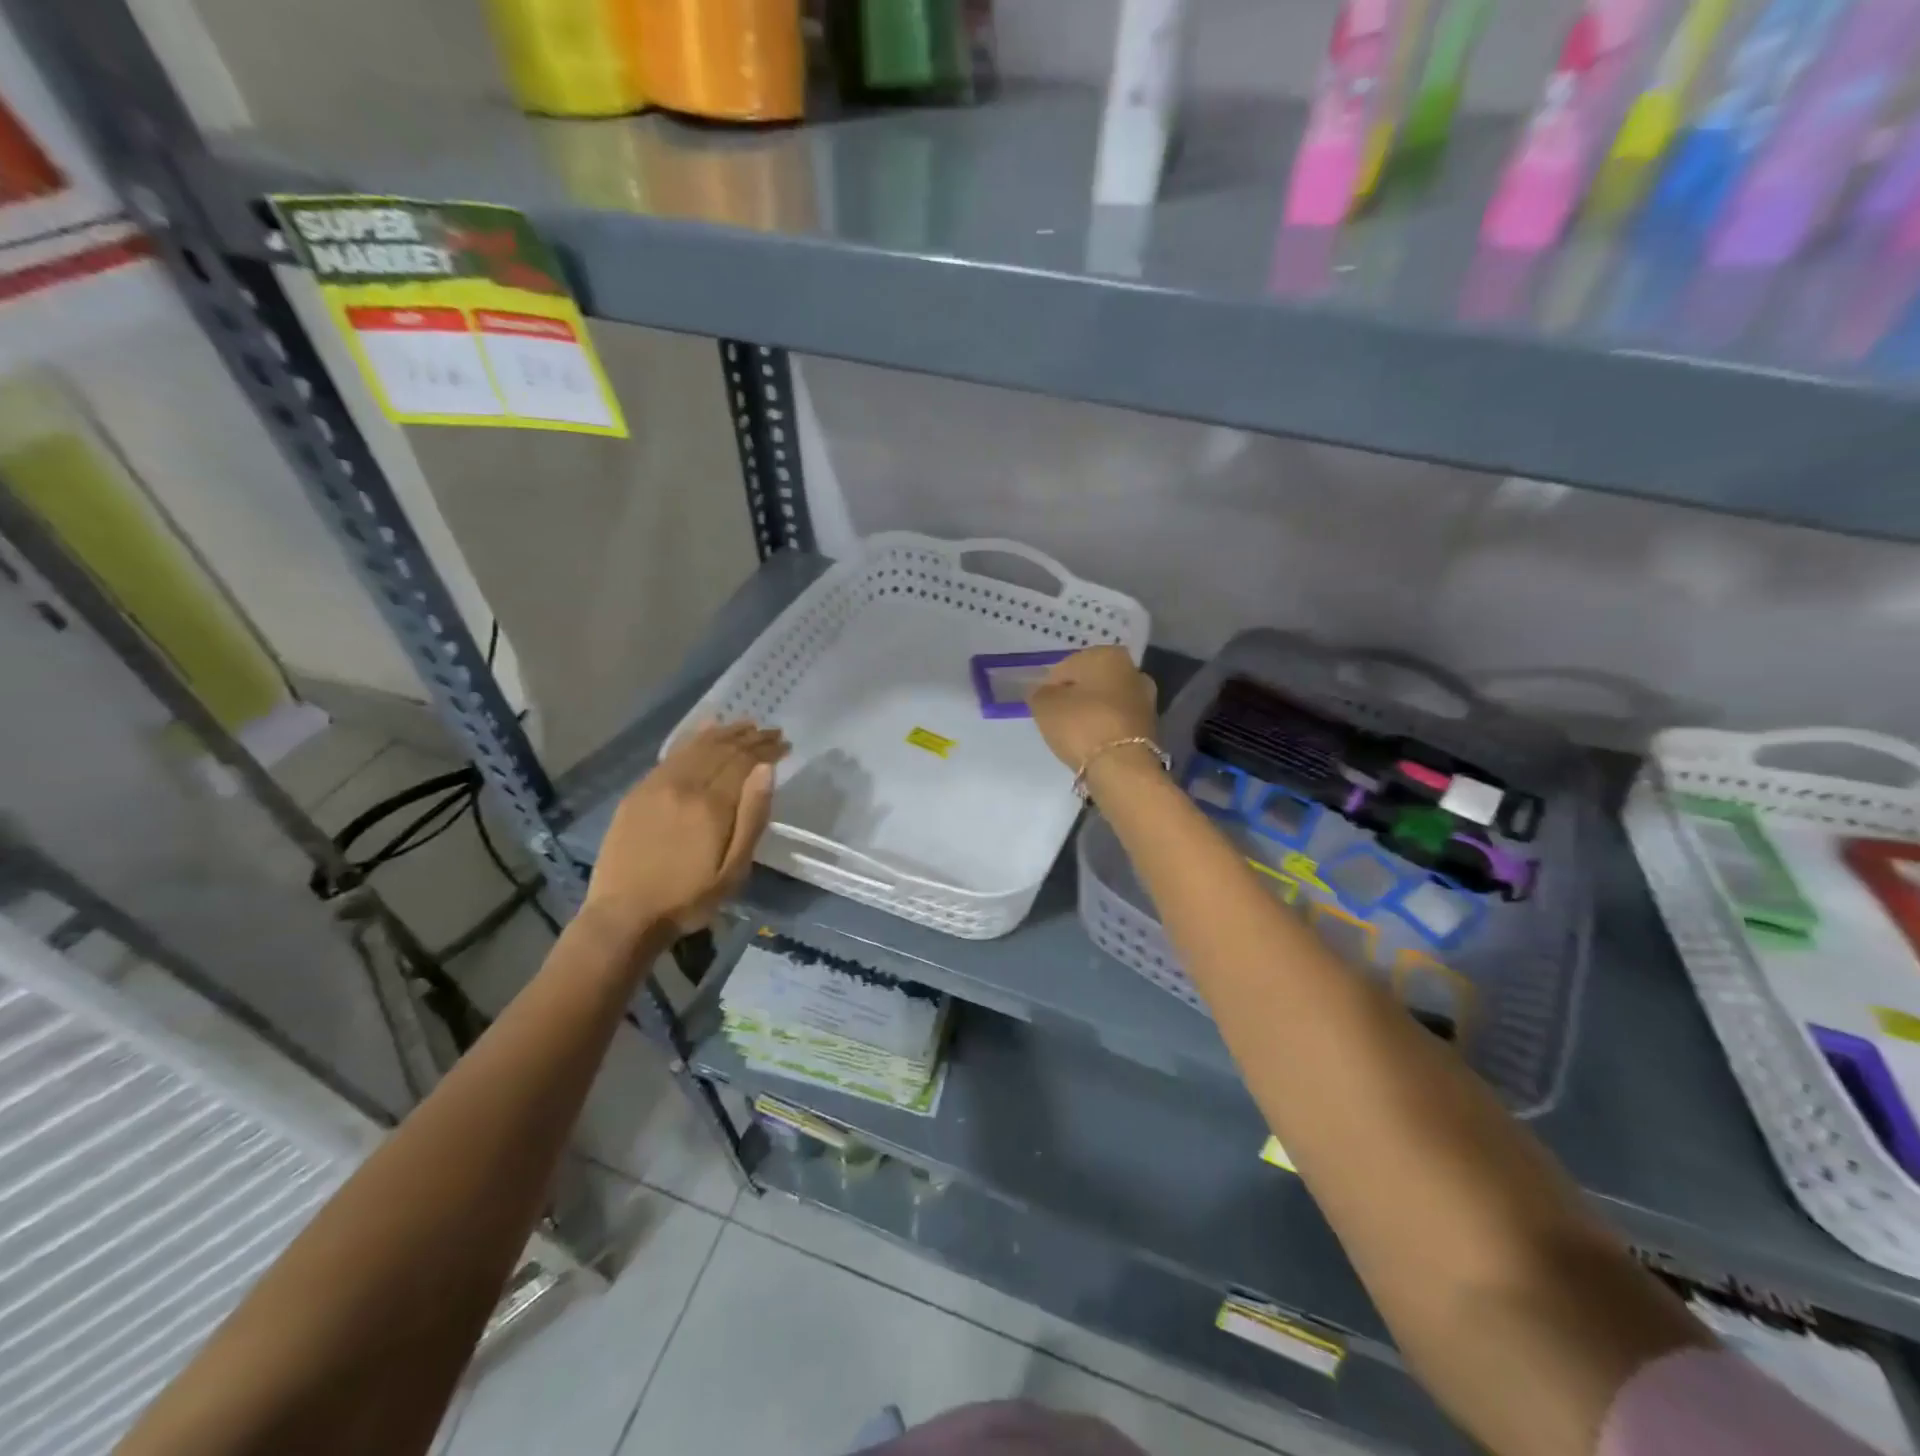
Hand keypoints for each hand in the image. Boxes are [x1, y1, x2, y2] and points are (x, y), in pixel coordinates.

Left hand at [583, 721, 787, 941]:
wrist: (624, 916)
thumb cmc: (688, 899)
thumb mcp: (734, 869)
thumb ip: (752, 817)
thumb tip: (766, 770)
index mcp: (711, 804)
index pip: (744, 762)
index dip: (766, 749)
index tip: (785, 744)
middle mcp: (684, 785)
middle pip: (722, 749)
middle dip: (750, 737)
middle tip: (772, 732)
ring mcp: (657, 785)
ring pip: (697, 746)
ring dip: (725, 733)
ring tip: (746, 725)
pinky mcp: (639, 791)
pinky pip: (672, 754)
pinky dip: (693, 737)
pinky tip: (706, 728)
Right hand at [1028, 646, 1157, 772]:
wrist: (1122, 767)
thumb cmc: (1081, 725)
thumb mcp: (1044, 705)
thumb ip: (1039, 692)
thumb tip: (1044, 692)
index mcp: (1108, 654)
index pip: (1066, 666)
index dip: (1050, 687)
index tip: (1044, 708)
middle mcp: (1133, 670)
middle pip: (1090, 682)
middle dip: (1075, 697)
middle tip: (1058, 721)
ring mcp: (1146, 699)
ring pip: (1106, 702)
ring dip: (1091, 713)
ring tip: (1075, 736)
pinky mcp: (1151, 726)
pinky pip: (1116, 722)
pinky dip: (1104, 729)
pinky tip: (1093, 744)